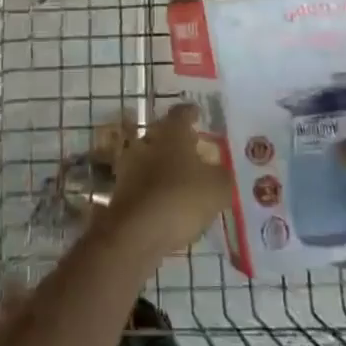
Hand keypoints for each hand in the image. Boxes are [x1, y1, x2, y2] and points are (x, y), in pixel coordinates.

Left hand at [99, 102, 229, 261]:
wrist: (135, 232)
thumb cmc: (181, 198)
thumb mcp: (217, 188)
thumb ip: (223, 176)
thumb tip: (221, 173)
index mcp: (172, 132)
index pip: (182, 113)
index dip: (192, 113)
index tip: (198, 114)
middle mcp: (148, 140)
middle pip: (163, 133)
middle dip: (178, 140)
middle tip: (195, 148)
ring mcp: (131, 165)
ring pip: (151, 157)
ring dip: (165, 165)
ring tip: (183, 178)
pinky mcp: (122, 190)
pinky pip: (143, 182)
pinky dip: (155, 187)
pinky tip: (169, 201)